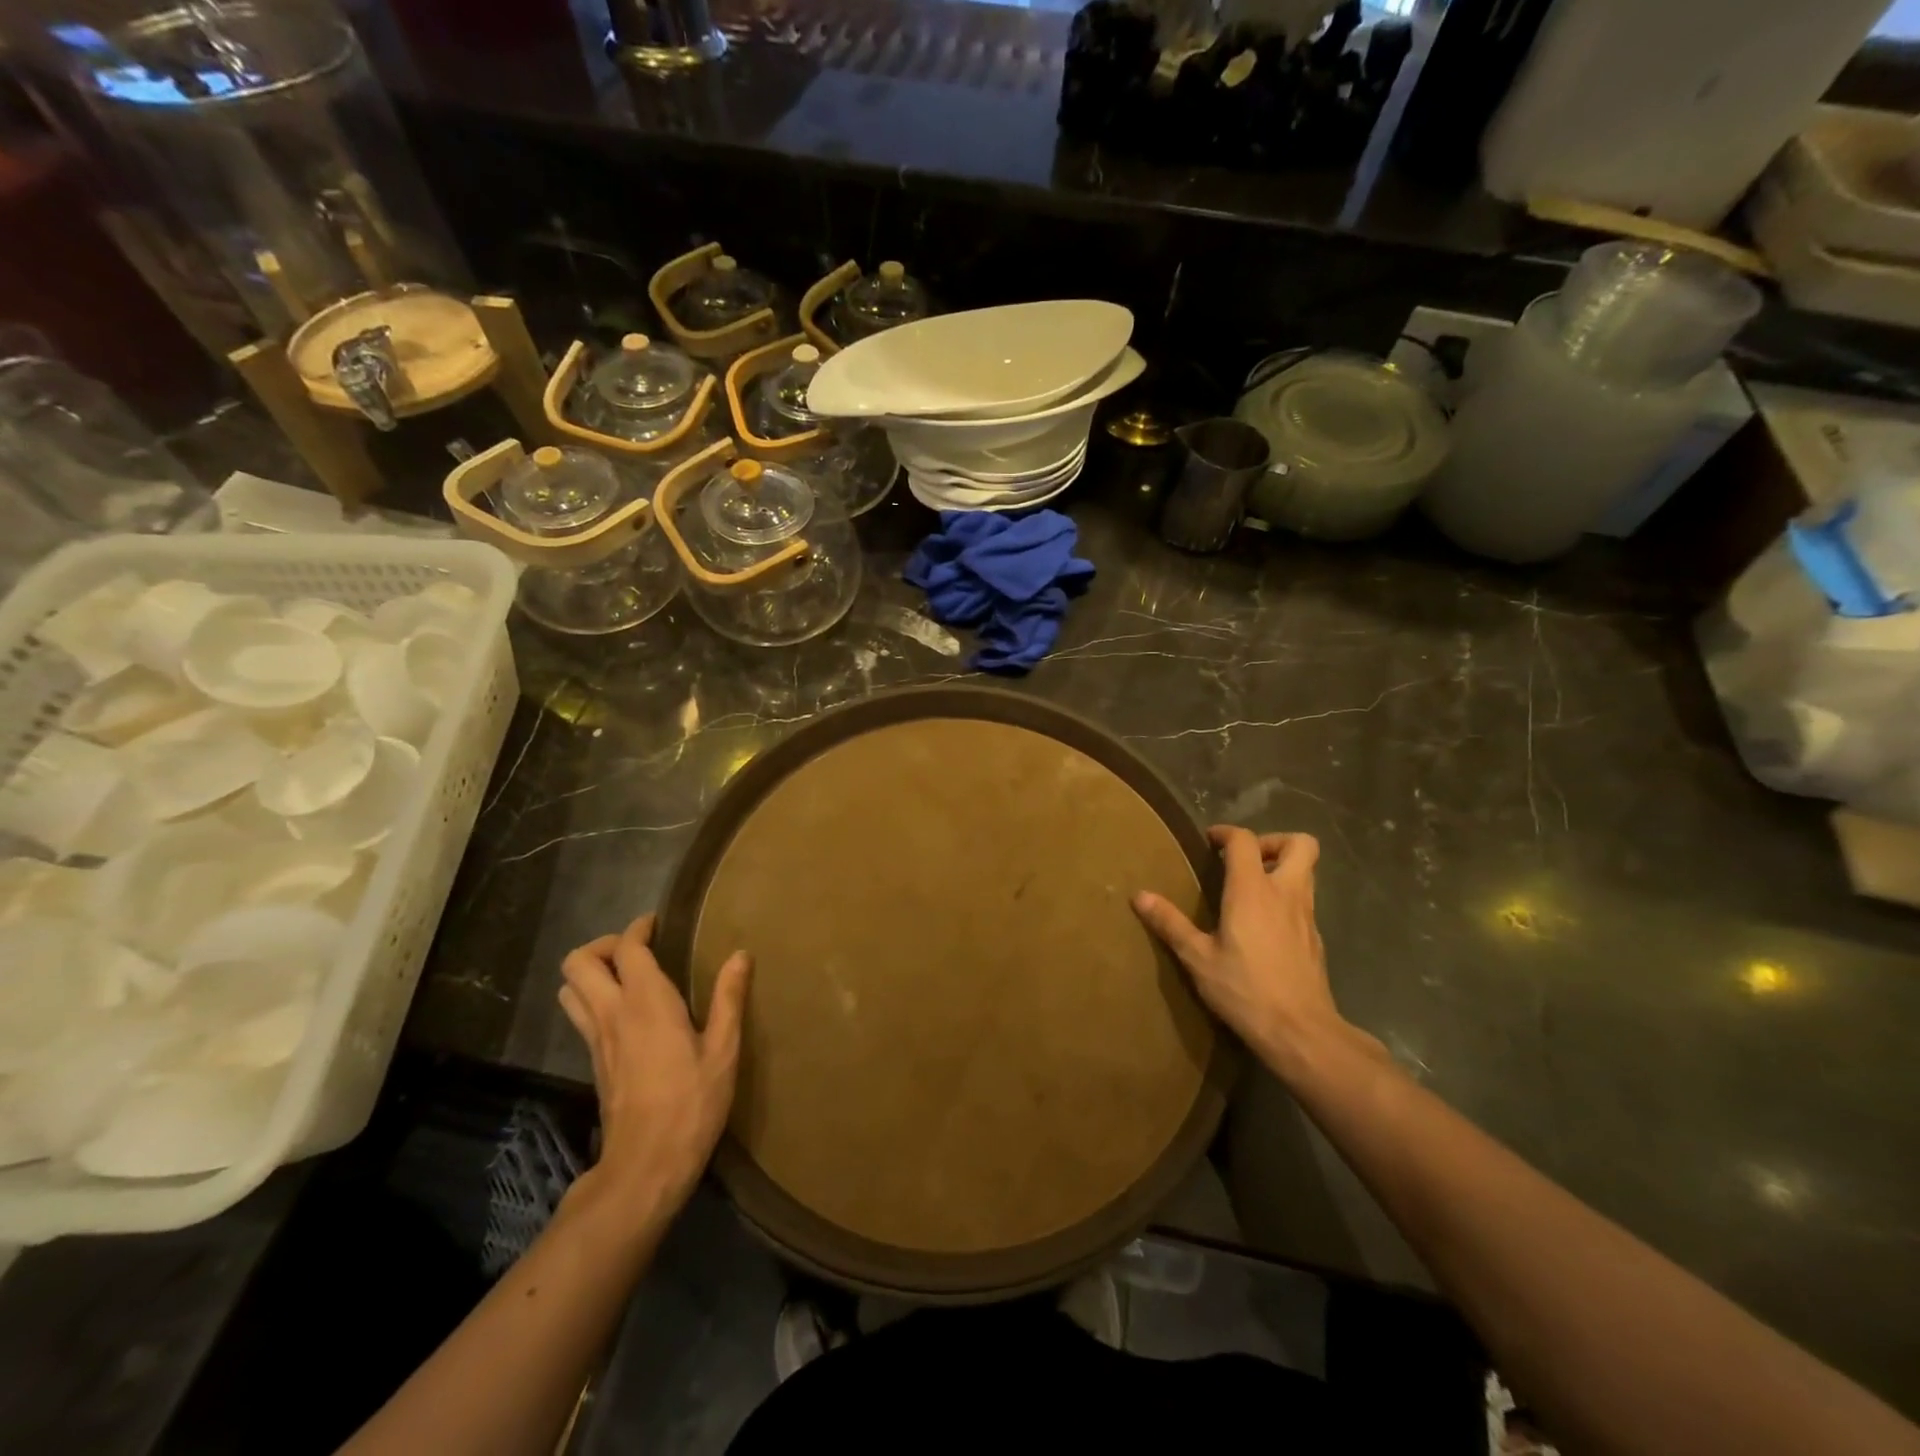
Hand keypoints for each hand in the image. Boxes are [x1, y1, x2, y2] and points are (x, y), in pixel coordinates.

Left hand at [558, 915, 750, 1212]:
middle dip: (604, 946)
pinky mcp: (593, 1062)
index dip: (638, 929)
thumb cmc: (692, 1103)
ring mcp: (596, 1039)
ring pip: (569, 989)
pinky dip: (593, 998)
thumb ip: (729, 998)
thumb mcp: (723, 1050)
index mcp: (646, 1002)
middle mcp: (612, 1013)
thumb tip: (740, 954)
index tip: (658, 924)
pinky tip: (626, 1011)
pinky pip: (579, 1015)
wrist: (646, 1165)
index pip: (626, 948)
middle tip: (638, 950)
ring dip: (591, 973)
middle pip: (578, 962)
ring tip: (626, 976)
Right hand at [1134, 826, 1371, 1075]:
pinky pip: (1305, 901)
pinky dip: (1287, 898)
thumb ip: (1170, 923)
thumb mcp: (1197, 958)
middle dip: (1273, 841)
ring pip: (1308, 871)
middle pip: (1300, 844)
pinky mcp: (1315, 938)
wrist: (1300, 1031)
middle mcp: (1285, 893)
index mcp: (1252, 890)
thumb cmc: (1244, 989)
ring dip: (1282, 868)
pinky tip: (1263, 925)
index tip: (1210, 841)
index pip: (1246, 840)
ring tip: (1250, 889)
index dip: (1227, 833)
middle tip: (1245, 860)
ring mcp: (1306, 916)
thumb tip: (1139, 896)